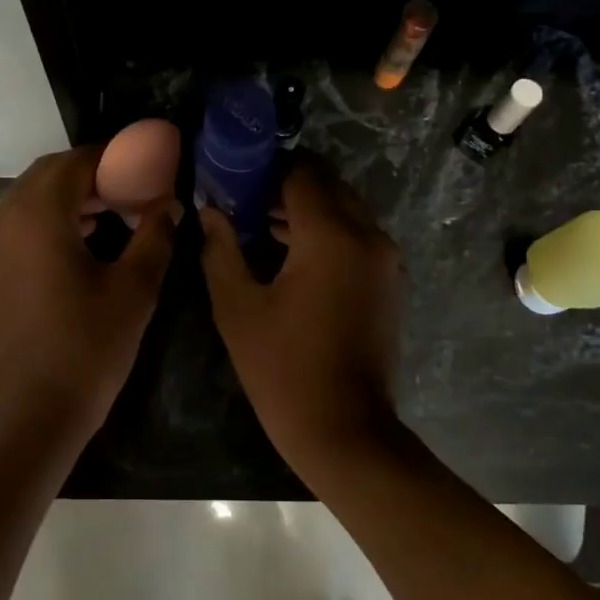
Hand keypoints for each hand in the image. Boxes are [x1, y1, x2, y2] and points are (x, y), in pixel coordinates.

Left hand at [0, 147, 179, 432]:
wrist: (30, 416)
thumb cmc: (89, 347)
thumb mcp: (135, 290)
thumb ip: (155, 236)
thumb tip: (171, 205)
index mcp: (38, 215)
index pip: (74, 163)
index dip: (109, 158)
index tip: (138, 165)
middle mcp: (0, 221)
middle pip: (43, 177)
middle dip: (84, 176)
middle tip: (123, 190)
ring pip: (22, 202)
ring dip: (61, 200)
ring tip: (102, 218)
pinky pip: (8, 231)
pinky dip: (38, 225)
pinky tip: (67, 250)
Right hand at [198, 158, 402, 460]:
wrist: (345, 431)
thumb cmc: (283, 370)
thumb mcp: (238, 308)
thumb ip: (221, 249)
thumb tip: (210, 211)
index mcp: (331, 236)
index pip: (300, 173)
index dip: (264, 168)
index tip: (232, 176)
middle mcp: (367, 236)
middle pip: (326, 185)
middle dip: (285, 184)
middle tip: (243, 198)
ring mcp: (385, 258)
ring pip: (343, 209)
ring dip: (305, 208)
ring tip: (258, 222)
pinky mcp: (388, 279)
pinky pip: (356, 236)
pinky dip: (325, 231)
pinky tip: (288, 250)